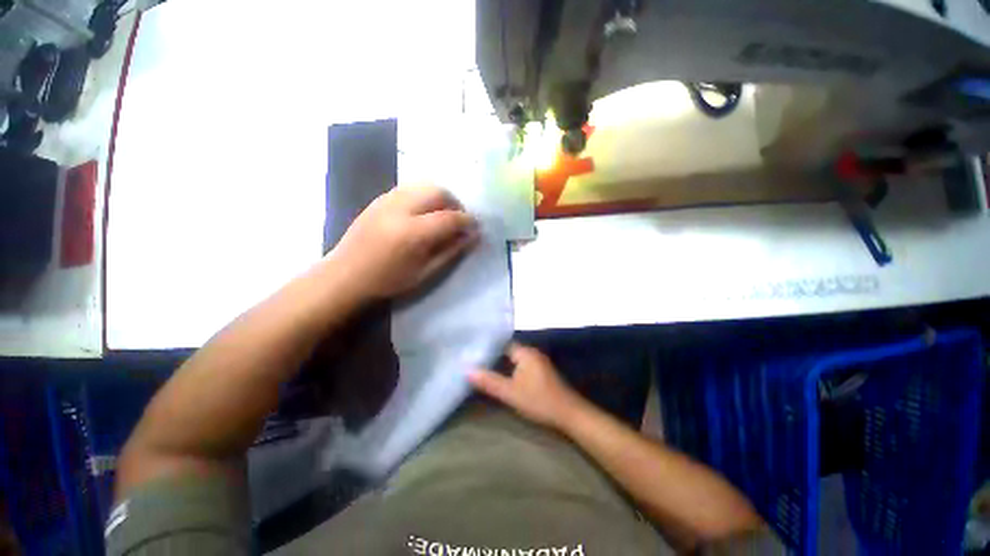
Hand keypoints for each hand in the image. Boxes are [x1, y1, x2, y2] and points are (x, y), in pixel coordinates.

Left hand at [330, 186, 478, 298]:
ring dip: (441, 198)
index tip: (475, 227)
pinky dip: (425, 196)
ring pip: (424, 185)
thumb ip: (451, 251)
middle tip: (459, 220)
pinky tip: (424, 212)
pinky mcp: (380, 198)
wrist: (346, 275)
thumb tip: (472, 236)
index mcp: (413, 233)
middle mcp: (401, 209)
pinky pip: (411, 188)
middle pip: (438, 192)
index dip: (467, 221)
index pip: (450, 218)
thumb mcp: (426, 272)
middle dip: (455, 204)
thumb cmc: (388, 281)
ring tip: (443, 215)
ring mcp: (387, 200)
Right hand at [469, 343, 587, 430]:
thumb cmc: (539, 400)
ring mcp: (538, 362)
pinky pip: (521, 365)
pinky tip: (502, 376)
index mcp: (526, 352)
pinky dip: (511, 369)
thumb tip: (467, 370)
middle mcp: (532, 353)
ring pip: (515, 359)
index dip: (488, 347)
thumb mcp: (511, 393)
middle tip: (474, 360)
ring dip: (502, 364)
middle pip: (508, 350)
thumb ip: (489, 381)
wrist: (568, 414)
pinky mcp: (541, 372)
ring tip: (483, 367)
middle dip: (493, 356)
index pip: (502, 343)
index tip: (472, 352)